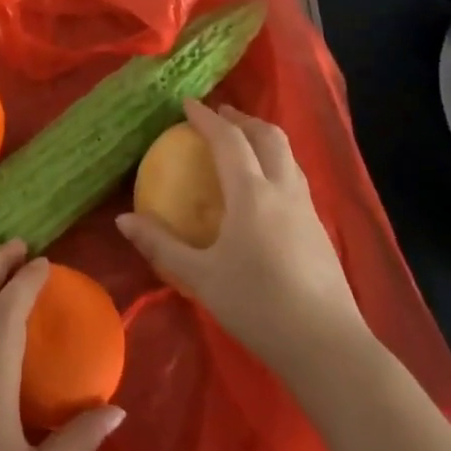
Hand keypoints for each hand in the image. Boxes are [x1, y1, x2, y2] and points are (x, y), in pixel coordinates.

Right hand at [116, 99, 373, 376]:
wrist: (328, 346)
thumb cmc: (258, 306)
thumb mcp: (201, 277)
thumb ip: (161, 245)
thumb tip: (122, 220)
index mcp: (251, 194)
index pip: (228, 140)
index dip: (207, 118)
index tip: (188, 103)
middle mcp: (283, 191)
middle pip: (268, 136)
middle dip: (242, 119)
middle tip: (220, 116)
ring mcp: (307, 209)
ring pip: (288, 155)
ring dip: (263, 139)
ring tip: (242, 143)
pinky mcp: (320, 230)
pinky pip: (296, 178)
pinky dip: (276, 164)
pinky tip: (265, 189)